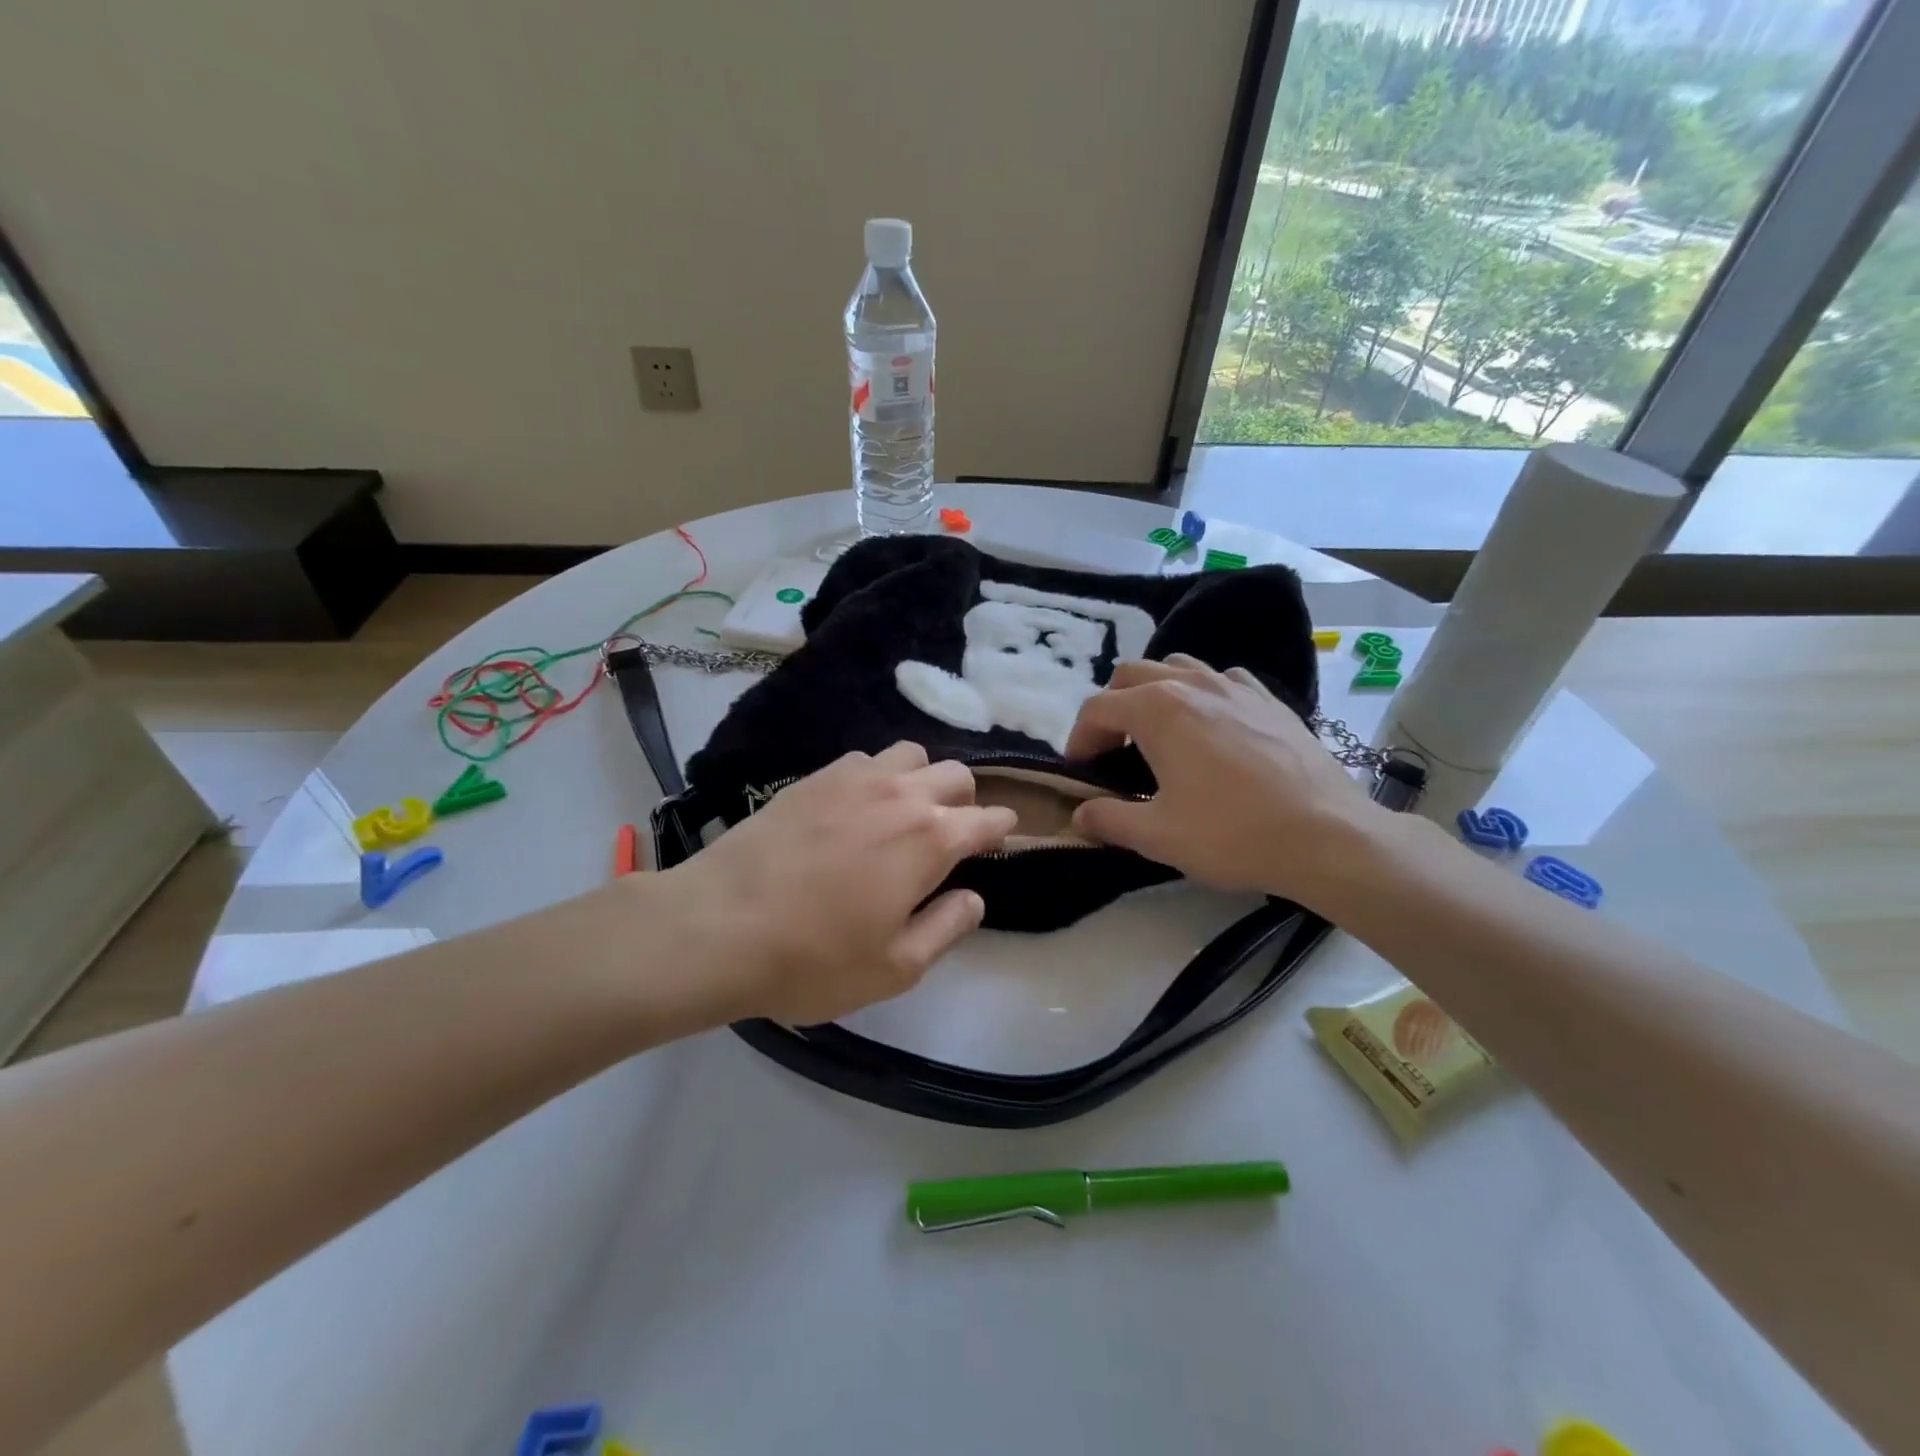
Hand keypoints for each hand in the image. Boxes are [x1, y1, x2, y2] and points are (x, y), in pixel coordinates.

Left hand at [662, 744, 1015, 1024]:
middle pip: (955, 774)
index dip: (1001, 829)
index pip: (987, 819)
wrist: (717, 926)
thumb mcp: (895, 967)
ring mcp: (854, 779)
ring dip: (923, 778)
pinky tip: (858, 804)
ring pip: (911, 754)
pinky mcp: (813, 777)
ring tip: (906, 811)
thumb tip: (975, 897)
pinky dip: (878, 774)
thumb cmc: (813, 958)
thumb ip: (947, 927)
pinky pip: (864, 759)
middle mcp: (900, 795)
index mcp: (931, 839)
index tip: (1001, 839)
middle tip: (953, 832)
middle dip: (966, 799)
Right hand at [1065, 656, 1383, 902]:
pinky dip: (1203, 694)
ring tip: (1159, 733)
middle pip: (1131, 675)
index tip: (1081, 771)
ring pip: (1177, 667)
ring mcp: (1235, 686)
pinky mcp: (1270, 700)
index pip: (1097, 708)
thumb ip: (1108, 819)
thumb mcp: (1157, 836)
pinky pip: (1222, 679)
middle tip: (1112, 750)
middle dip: (1111, 708)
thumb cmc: (1232, 834)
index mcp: (1157, 710)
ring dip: (1154, 692)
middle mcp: (1191, 684)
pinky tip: (1213, 728)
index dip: (1079, 738)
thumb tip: (1080, 814)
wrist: (1328, 837)